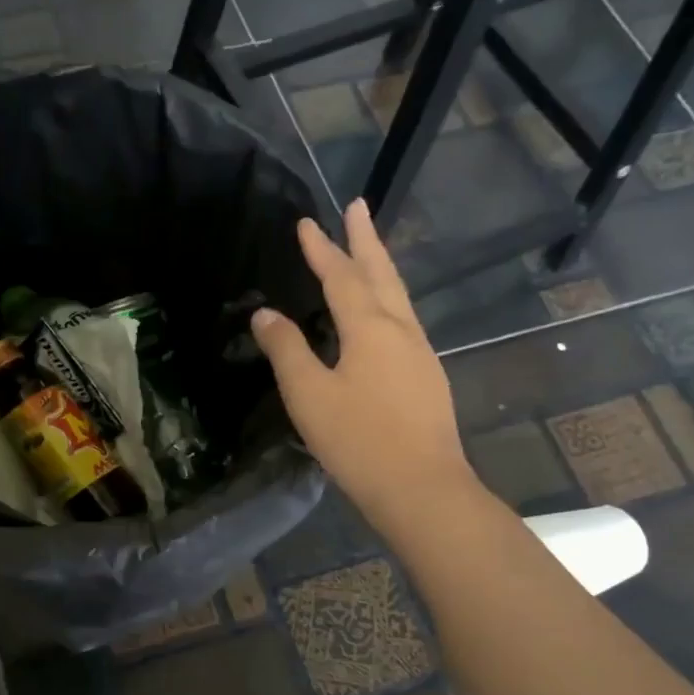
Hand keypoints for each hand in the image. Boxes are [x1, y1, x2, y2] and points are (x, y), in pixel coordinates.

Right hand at [251, 199, 473, 532]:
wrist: (422, 488)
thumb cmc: (359, 440)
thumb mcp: (309, 395)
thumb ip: (287, 350)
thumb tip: (266, 313)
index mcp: (370, 327)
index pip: (342, 276)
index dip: (322, 249)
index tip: (306, 222)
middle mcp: (401, 330)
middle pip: (382, 274)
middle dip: (365, 240)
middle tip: (358, 205)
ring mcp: (420, 354)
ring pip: (398, 297)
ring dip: (380, 268)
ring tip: (368, 251)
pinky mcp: (426, 377)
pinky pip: (403, 322)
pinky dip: (387, 301)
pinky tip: (381, 316)